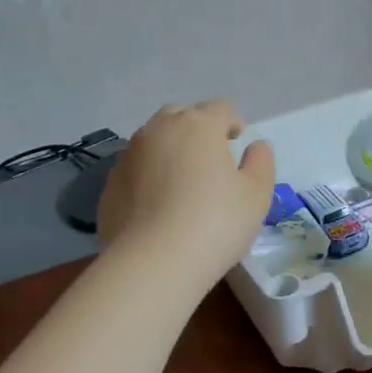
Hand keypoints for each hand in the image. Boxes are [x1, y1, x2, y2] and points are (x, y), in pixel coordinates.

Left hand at [97, 100, 275, 283]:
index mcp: (198, 125)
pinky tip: (158, 205)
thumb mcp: (256, 195)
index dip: (233, 122)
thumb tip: (256, 147)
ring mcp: (129, 155)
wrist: (153, 263)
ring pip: (153, 140)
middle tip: (210, 159)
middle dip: (197, 129)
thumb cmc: (215, 223)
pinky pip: (135, 168)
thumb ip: (261, 163)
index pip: (220, 108)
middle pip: (181, 116)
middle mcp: (159, 130)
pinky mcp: (110, 183)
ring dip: (169, 150)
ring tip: (181, 182)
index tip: (238, 142)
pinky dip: (148, 176)